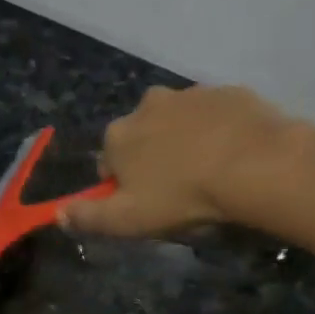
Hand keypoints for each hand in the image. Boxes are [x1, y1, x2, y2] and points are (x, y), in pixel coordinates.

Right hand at [60, 85, 314, 237]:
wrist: (256, 166)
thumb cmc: (182, 197)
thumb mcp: (127, 221)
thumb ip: (87, 217)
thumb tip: (58, 213)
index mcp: (118, 135)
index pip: (108, 164)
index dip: (124, 187)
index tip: (146, 206)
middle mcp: (148, 104)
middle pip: (143, 138)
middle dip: (154, 160)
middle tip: (179, 192)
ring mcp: (191, 94)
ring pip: (179, 125)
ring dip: (186, 144)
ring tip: (211, 176)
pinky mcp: (230, 92)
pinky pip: (216, 117)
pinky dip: (219, 133)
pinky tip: (234, 159)